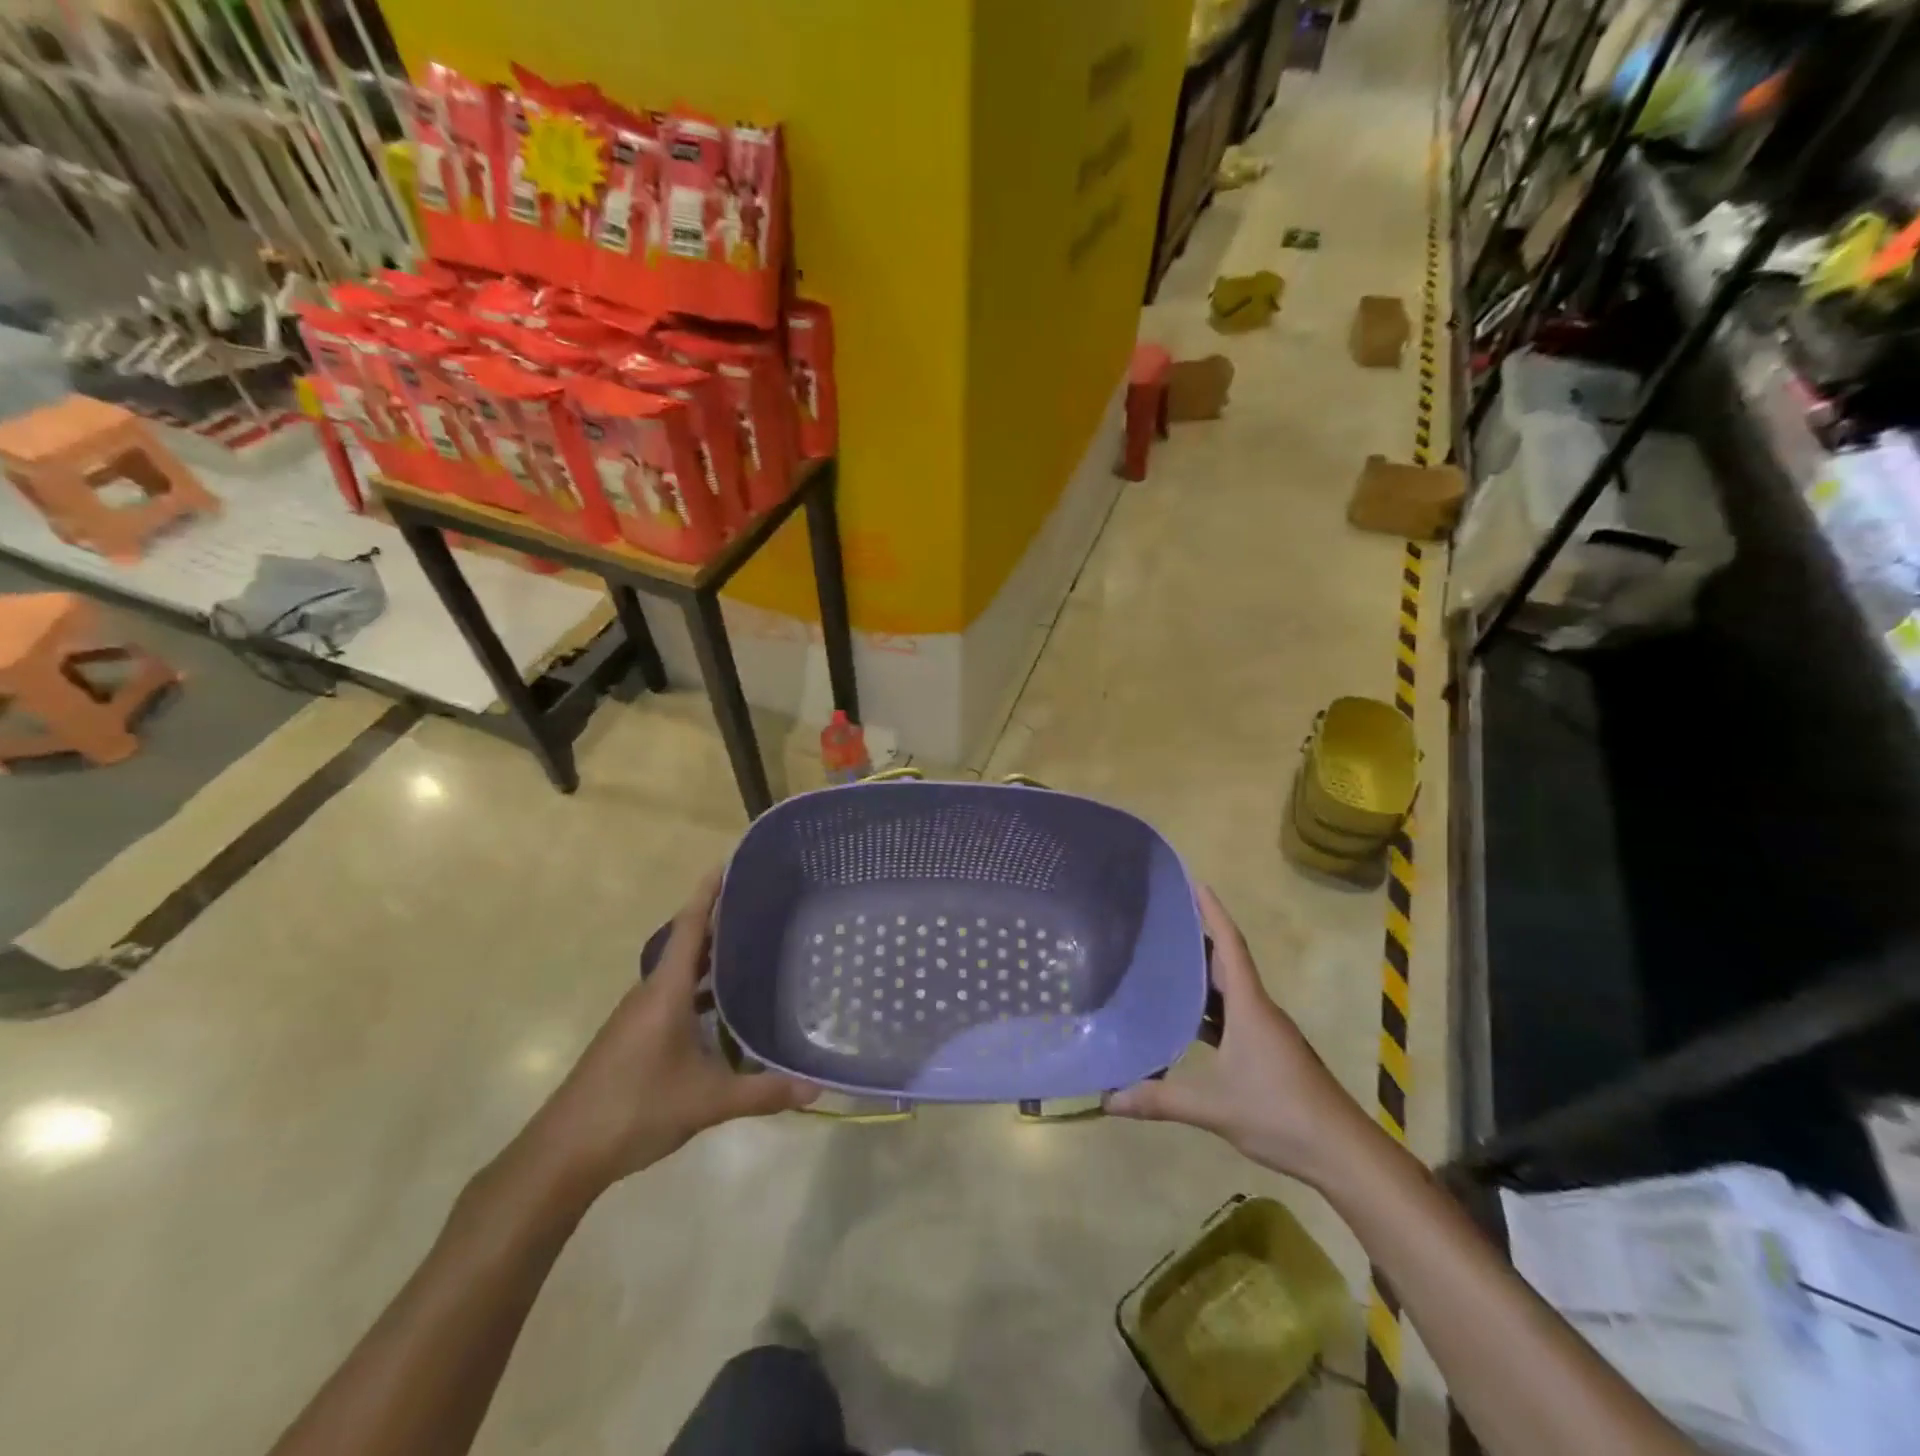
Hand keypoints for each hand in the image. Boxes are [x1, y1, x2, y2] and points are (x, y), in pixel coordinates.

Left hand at [514, 873, 817, 1200]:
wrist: (563, 1154)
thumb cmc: (635, 1109)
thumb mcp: (707, 1101)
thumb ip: (762, 1092)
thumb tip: (815, 1088)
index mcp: (665, 991)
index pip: (690, 926)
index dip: (708, 892)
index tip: (728, 863)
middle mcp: (650, 994)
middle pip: (687, 945)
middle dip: (720, 922)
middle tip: (761, 907)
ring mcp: (637, 1017)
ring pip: (679, 974)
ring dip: (710, 960)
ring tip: (752, 952)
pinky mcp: (632, 1038)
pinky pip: (672, 998)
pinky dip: (699, 991)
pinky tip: (723, 1013)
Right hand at [1106, 886, 1378, 1187]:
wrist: (1343, 1153)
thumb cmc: (1280, 1113)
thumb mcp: (1214, 1106)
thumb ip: (1160, 1100)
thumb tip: (1108, 1099)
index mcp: (1249, 1007)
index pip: (1230, 947)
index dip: (1213, 913)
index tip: (1196, 883)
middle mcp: (1259, 1010)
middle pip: (1228, 963)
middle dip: (1200, 938)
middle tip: (1164, 920)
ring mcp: (1267, 1033)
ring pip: (1230, 991)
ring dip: (1203, 975)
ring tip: (1166, 962)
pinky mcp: (1269, 1053)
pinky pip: (1233, 1016)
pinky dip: (1209, 1009)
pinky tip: (1186, 1020)